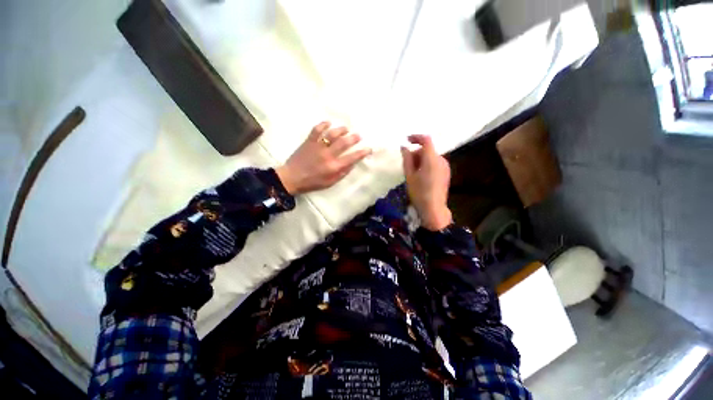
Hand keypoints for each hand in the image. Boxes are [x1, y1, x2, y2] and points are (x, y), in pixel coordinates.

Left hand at [276, 122, 371, 194]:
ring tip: (346, 129)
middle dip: (354, 138)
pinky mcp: (309, 141)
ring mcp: (317, 146)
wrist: (292, 178)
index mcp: (333, 167)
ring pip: (332, 134)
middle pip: (344, 143)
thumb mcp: (330, 182)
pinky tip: (329, 123)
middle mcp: (327, 155)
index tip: (368, 148)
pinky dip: (323, 124)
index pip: (352, 158)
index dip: (362, 152)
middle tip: (359, 136)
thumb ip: (342, 173)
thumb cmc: (312, 182)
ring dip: (341, 129)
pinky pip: (316, 130)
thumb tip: (352, 163)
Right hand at [401, 135, 452, 230]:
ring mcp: (445, 167)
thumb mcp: (409, 175)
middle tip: (407, 166)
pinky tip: (421, 177)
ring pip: (430, 157)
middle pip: (427, 150)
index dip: (416, 137)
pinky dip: (426, 165)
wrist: (433, 209)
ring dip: (421, 160)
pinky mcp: (446, 173)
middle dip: (416, 154)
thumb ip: (407, 159)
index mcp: (432, 159)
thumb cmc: (419, 192)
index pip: (426, 140)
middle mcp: (441, 160)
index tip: (406, 140)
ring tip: (413, 174)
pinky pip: (435, 163)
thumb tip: (404, 147)